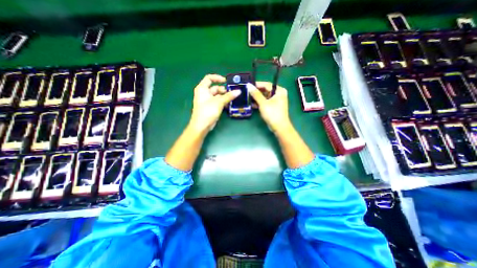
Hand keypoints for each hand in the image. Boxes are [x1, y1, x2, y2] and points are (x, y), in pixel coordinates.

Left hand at [190, 73, 242, 131]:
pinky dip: (223, 102)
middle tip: (233, 93)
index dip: (218, 78)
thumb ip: (229, 96)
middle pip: (215, 88)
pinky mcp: (210, 107)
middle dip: (224, 90)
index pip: (209, 78)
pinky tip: (229, 104)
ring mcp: (207, 100)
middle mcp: (204, 93)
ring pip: (217, 95)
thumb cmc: (207, 111)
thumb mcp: (219, 102)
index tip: (226, 81)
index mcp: (202, 88)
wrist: (201, 126)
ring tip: (233, 99)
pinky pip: (217, 101)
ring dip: (225, 97)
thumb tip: (238, 91)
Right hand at [247, 81, 291, 131]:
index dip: (257, 84)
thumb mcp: (263, 103)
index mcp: (279, 91)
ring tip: (248, 98)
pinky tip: (252, 104)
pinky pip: (265, 102)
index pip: (266, 84)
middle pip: (265, 90)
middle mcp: (279, 94)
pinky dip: (260, 103)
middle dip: (256, 92)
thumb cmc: (272, 113)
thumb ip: (256, 94)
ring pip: (264, 97)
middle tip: (247, 92)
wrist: (279, 127)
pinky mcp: (273, 106)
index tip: (248, 85)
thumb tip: (249, 85)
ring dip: (257, 98)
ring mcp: (276, 101)